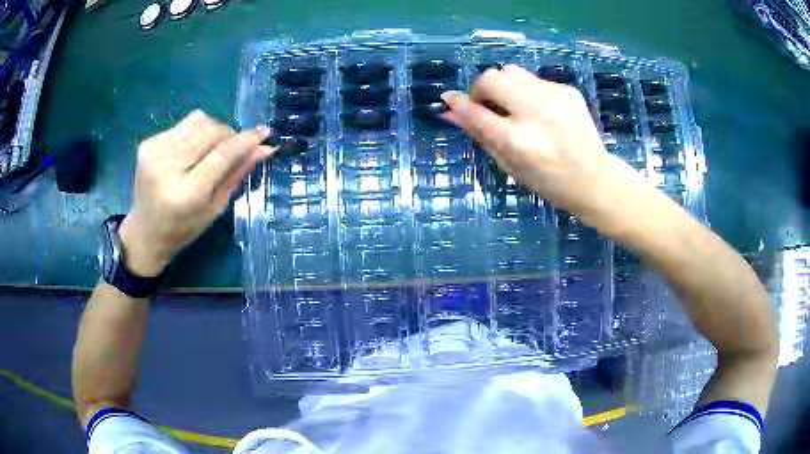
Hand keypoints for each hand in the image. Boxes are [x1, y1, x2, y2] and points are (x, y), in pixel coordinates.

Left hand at [118, 110, 275, 276]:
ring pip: (197, 120)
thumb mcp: (215, 208)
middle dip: (229, 134)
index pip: (222, 155)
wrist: (145, 232)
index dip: (245, 141)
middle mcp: (167, 169)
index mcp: (187, 194)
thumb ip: (237, 174)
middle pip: (210, 131)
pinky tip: (189, 152)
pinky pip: (182, 125)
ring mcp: (155, 153)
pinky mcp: (148, 144)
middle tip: (234, 147)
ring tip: (209, 149)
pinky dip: (194, 134)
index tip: (264, 133)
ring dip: (212, 130)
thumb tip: (264, 148)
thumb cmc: (184, 228)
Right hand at [441, 64, 641, 220]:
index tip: (449, 99)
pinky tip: (541, 112)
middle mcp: (533, 112)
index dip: (458, 103)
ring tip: (515, 107)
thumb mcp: (509, 164)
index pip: (475, 111)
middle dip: (481, 89)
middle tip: (488, 106)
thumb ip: (479, 134)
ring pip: (511, 71)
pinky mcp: (567, 90)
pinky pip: (534, 80)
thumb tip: (450, 112)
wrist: (594, 179)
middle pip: (491, 78)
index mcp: (516, 140)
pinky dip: (528, 92)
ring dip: (504, 86)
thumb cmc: (548, 181)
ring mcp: (553, 97)